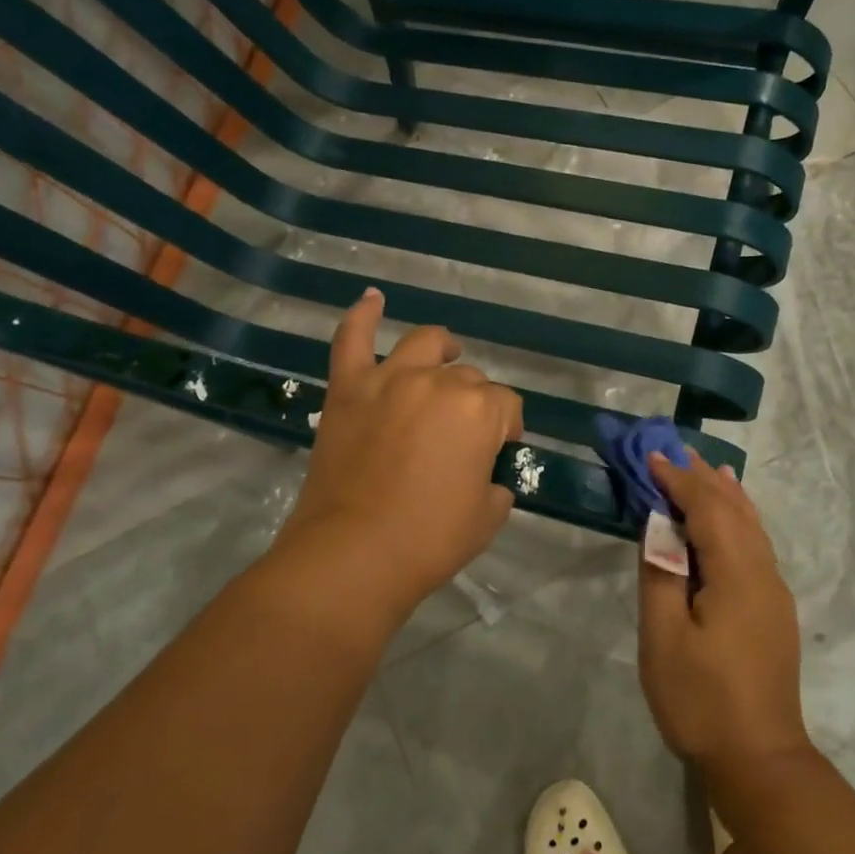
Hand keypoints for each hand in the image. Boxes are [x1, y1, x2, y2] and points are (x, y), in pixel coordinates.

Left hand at [275, 289, 522, 622]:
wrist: (352, 555)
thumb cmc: (428, 540)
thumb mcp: (488, 516)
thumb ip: (495, 483)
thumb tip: (484, 473)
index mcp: (480, 410)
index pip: (507, 406)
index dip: (505, 430)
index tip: (495, 455)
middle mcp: (439, 382)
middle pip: (468, 377)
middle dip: (473, 402)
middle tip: (460, 438)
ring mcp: (389, 379)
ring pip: (424, 344)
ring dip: (441, 347)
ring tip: (445, 354)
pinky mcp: (348, 388)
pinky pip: (353, 340)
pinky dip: (362, 315)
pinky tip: (373, 298)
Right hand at [637, 451, 810, 778]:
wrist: (760, 760)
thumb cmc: (701, 700)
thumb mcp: (664, 638)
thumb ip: (660, 574)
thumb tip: (657, 527)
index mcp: (736, 573)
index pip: (707, 508)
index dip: (678, 479)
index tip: (649, 457)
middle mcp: (763, 571)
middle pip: (734, 509)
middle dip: (702, 477)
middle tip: (672, 450)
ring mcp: (774, 591)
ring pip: (750, 525)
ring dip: (724, 494)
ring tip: (704, 467)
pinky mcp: (774, 609)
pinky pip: (756, 545)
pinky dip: (738, 518)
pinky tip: (732, 515)